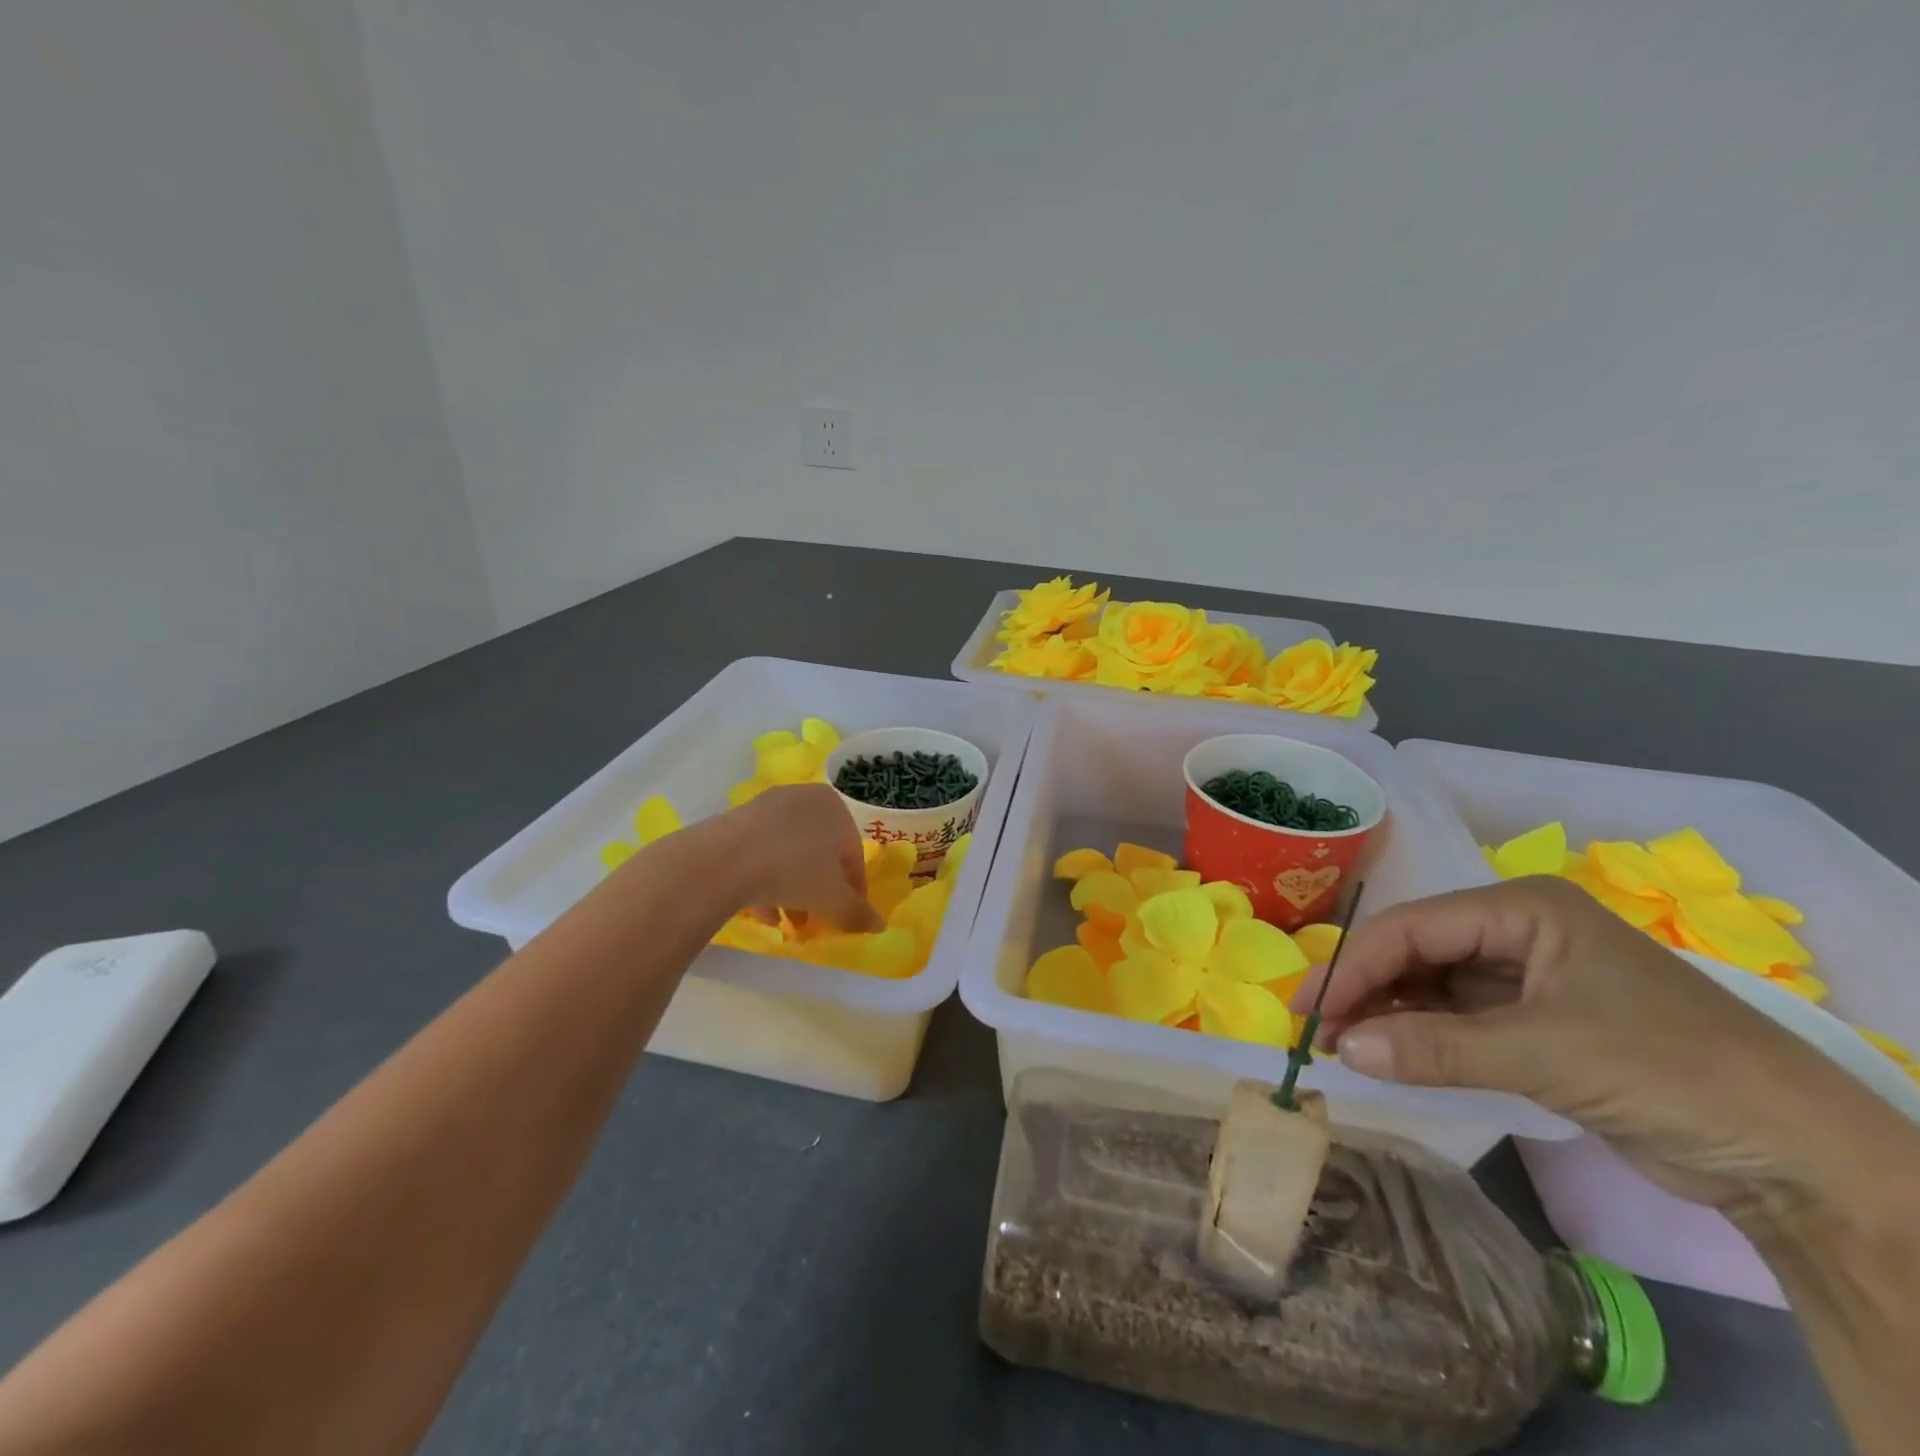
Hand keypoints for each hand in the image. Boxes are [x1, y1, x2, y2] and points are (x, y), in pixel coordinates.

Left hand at [716, 784, 882, 933]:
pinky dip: (766, 879)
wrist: (724, 859)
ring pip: (789, 853)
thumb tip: (880, 926)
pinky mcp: (736, 820)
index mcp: (835, 806)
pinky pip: (762, 852)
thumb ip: (857, 912)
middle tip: (815, 920)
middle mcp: (803, 798)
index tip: (847, 916)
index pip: (853, 853)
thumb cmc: (793, 870)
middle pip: (820, 852)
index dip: (853, 890)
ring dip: (792, 889)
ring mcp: (767, 807)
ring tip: (788, 923)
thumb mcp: (832, 898)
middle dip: (819, 890)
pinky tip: (763, 911)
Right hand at [1296, 877, 1905, 1218]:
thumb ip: (1435, 1047)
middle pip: (1415, 951)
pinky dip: (1417, 1035)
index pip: (1413, 927)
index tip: (1310, 1008)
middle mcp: (1517, 930)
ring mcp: (1525, 976)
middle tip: (1315, 1028)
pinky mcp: (1532, 1022)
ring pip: (1429, 984)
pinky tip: (1386, 1053)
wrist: (1801, 1159)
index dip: (1354, 965)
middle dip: (1363, 988)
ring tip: (1341, 1045)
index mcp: (1523, 908)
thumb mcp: (1547, 1054)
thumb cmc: (1673, 1072)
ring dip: (1385, 1012)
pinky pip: (1454, 1017)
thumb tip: (1342, 1050)